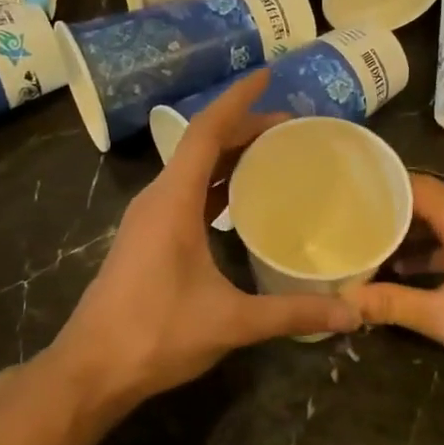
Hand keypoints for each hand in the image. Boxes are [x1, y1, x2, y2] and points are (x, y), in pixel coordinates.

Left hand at [45, 72, 360, 415]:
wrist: (91, 369)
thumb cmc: (155, 333)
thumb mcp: (230, 321)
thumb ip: (292, 313)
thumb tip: (352, 313)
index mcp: (173, 200)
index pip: (206, 131)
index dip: (238, 100)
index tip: (268, 75)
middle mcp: (158, 198)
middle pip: (202, 145)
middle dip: (244, 128)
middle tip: (292, 127)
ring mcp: (149, 219)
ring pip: (193, 169)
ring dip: (230, 156)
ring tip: (273, 154)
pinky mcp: (147, 239)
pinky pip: (186, 193)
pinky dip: (216, 184)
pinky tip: (241, 201)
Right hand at [345, 175, 443, 392]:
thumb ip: (392, 304)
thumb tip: (345, 301)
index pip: (415, 184)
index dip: (381, 187)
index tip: (346, 195)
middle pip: (426, 202)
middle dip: (388, 214)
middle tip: (348, 223)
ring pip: (439, 224)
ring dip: (406, 237)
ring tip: (366, 249)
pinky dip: (426, 253)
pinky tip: (400, 275)